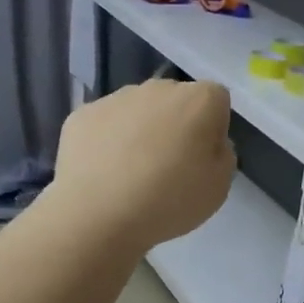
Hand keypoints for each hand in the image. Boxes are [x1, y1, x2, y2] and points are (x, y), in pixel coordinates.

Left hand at [53, 80, 234, 252]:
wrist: (97, 214)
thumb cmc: (169, 200)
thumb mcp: (220, 186)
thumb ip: (221, 155)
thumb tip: (206, 144)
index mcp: (199, 100)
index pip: (216, 100)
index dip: (213, 128)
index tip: (203, 158)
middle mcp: (159, 88)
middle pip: (175, 101)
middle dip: (176, 124)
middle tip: (169, 166)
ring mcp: (116, 98)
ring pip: (138, 110)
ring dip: (140, 131)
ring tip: (131, 174)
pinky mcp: (82, 114)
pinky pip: (105, 125)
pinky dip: (107, 142)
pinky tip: (104, 174)